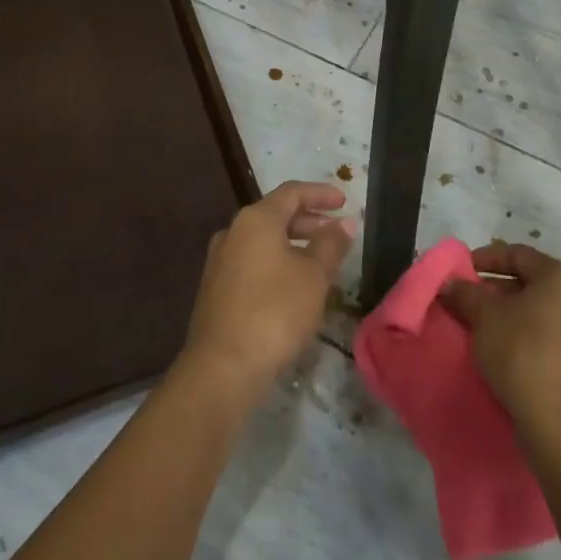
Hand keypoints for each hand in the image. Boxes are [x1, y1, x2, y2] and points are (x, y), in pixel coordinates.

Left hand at [180, 182, 355, 402]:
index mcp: (256, 219)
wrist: (222, 367)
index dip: (320, 193)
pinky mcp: (215, 288)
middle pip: (275, 214)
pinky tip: (293, 286)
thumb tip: (345, 222)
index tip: (344, 201)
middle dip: (309, 220)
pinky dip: (276, 262)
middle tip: (335, 232)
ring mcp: (220, 260)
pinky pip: (252, 261)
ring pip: (263, 240)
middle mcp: (233, 231)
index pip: (292, 192)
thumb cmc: (274, 312)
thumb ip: (331, 245)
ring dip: (293, 244)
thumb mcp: (314, 277)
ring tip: (320, 261)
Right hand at [440, 242, 560, 451]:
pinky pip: (551, 335)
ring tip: (481, 326)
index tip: (461, 270)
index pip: (518, 254)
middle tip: (467, 299)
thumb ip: (465, 293)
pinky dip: (526, 334)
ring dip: (510, 313)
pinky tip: (505, 349)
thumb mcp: (484, 317)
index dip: (485, 258)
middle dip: (495, 288)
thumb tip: (449, 283)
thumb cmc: (522, 354)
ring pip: (541, 310)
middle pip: (531, 282)